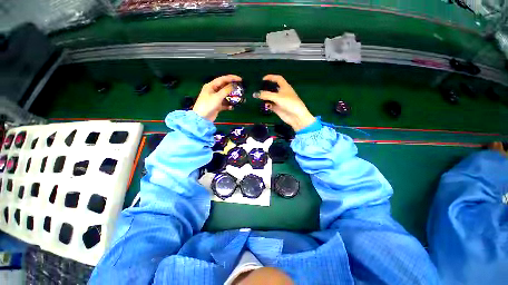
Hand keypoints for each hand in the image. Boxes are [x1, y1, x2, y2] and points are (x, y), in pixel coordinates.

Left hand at [193, 75, 241, 120]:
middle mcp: (213, 91)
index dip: (232, 78)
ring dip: (231, 97)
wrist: (202, 118)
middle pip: (224, 87)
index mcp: (211, 86)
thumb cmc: (208, 105)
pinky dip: (228, 105)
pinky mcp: (217, 105)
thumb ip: (226, 90)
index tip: (240, 79)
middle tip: (240, 89)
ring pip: (225, 95)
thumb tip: (234, 85)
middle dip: (232, 88)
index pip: (223, 79)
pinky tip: (232, 107)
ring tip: (238, 98)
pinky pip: (224, 103)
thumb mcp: (217, 97)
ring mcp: (215, 98)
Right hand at [258, 75, 314, 130]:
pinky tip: (263, 105)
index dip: (271, 77)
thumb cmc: (289, 103)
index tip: (263, 79)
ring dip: (265, 98)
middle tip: (258, 89)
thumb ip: (266, 95)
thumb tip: (255, 94)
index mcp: (284, 87)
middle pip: (272, 89)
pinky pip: (270, 105)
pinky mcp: (278, 108)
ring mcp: (280, 101)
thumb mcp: (277, 97)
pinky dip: (267, 104)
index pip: (278, 79)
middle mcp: (282, 93)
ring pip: (270, 97)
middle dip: (266, 89)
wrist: (296, 116)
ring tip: (257, 98)